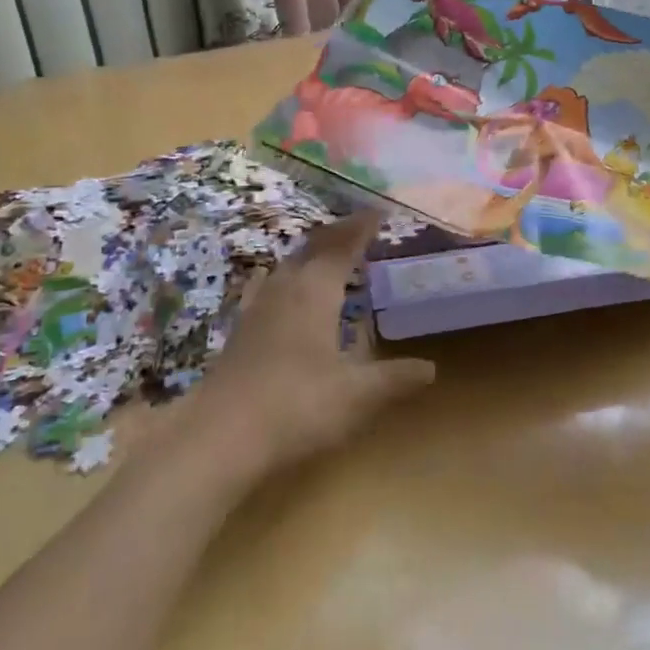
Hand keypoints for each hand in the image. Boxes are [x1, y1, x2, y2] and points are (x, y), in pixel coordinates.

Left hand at [189, 210, 434, 480]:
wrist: (219, 437)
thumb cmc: (297, 406)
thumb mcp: (357, 395)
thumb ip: (394, 378)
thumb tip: (430, 368)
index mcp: (315, 291)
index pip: (343, 246)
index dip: (362, 227)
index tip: (380, 212)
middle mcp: (285, 288)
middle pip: (313, 248)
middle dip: (338, 234)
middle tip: (361, 228)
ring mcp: (257, 308)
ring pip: (288, 265)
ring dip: (312, 254)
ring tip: (330, 255)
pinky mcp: (241, 330)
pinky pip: (270, 286)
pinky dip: (288, 278)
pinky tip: (285, 293)